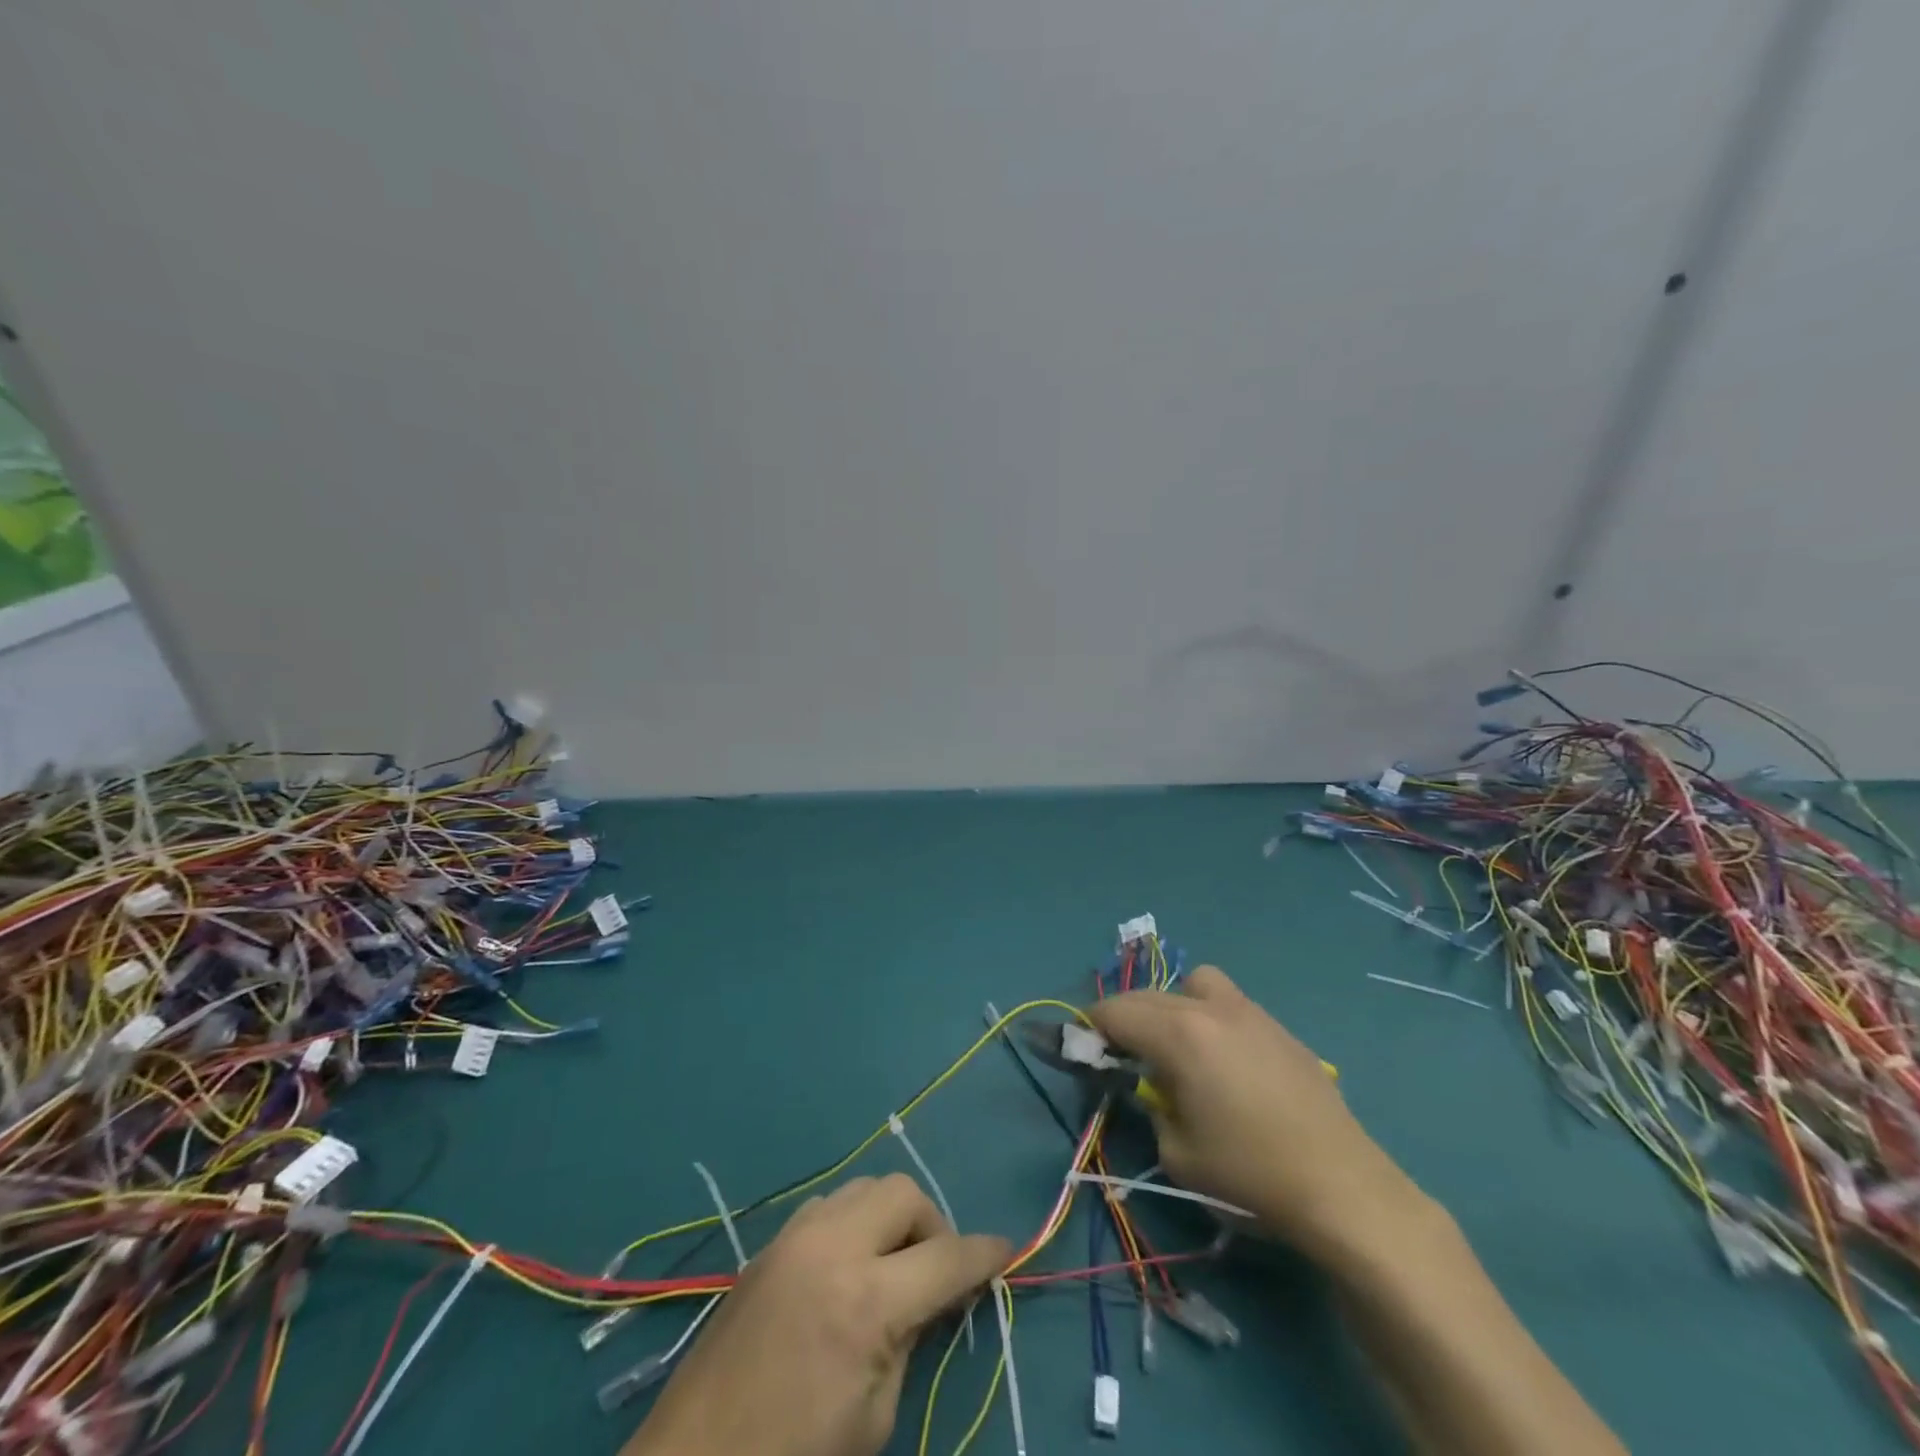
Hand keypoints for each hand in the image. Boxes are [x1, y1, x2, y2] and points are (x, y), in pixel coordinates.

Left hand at [624, 1173, 1010, 1455]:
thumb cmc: (794, 1455)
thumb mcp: (873, 1417)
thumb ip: (909, 1340)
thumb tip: (934, 1295)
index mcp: (867, 1301)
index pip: (946, 1257)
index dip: (984, 1254)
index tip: (1006, 1251)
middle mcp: (833, 1246)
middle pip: (904, 1194)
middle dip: (933, 1224)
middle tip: (936, 1269)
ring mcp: (796, 1236)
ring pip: (865, 1187)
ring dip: (891, 1215)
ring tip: (892, 1262)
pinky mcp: (770, 1242)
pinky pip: (829, 1204)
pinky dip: (853, 1219)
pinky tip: (848, 1262)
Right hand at [1086, 965, 1418, 1257]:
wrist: (1342, 1187)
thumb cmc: (1249, 1173)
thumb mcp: (1177, 1152)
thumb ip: (1151, 1106)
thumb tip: (1150, 1085)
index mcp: (1179, 1034)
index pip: (1115, 1012)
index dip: (1091, 1027)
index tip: (1083, 1049)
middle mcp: (1210, 1008)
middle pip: (1148, 995)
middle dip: (1126, 1018)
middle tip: (1122, 1054)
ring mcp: (1249, 1012)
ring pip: (1194, 984)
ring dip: (1173, 1005)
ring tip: (1180, 1047)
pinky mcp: (1279, 1028)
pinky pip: (1228, 1004)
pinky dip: (1210, 1017)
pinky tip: (1225, 1062)